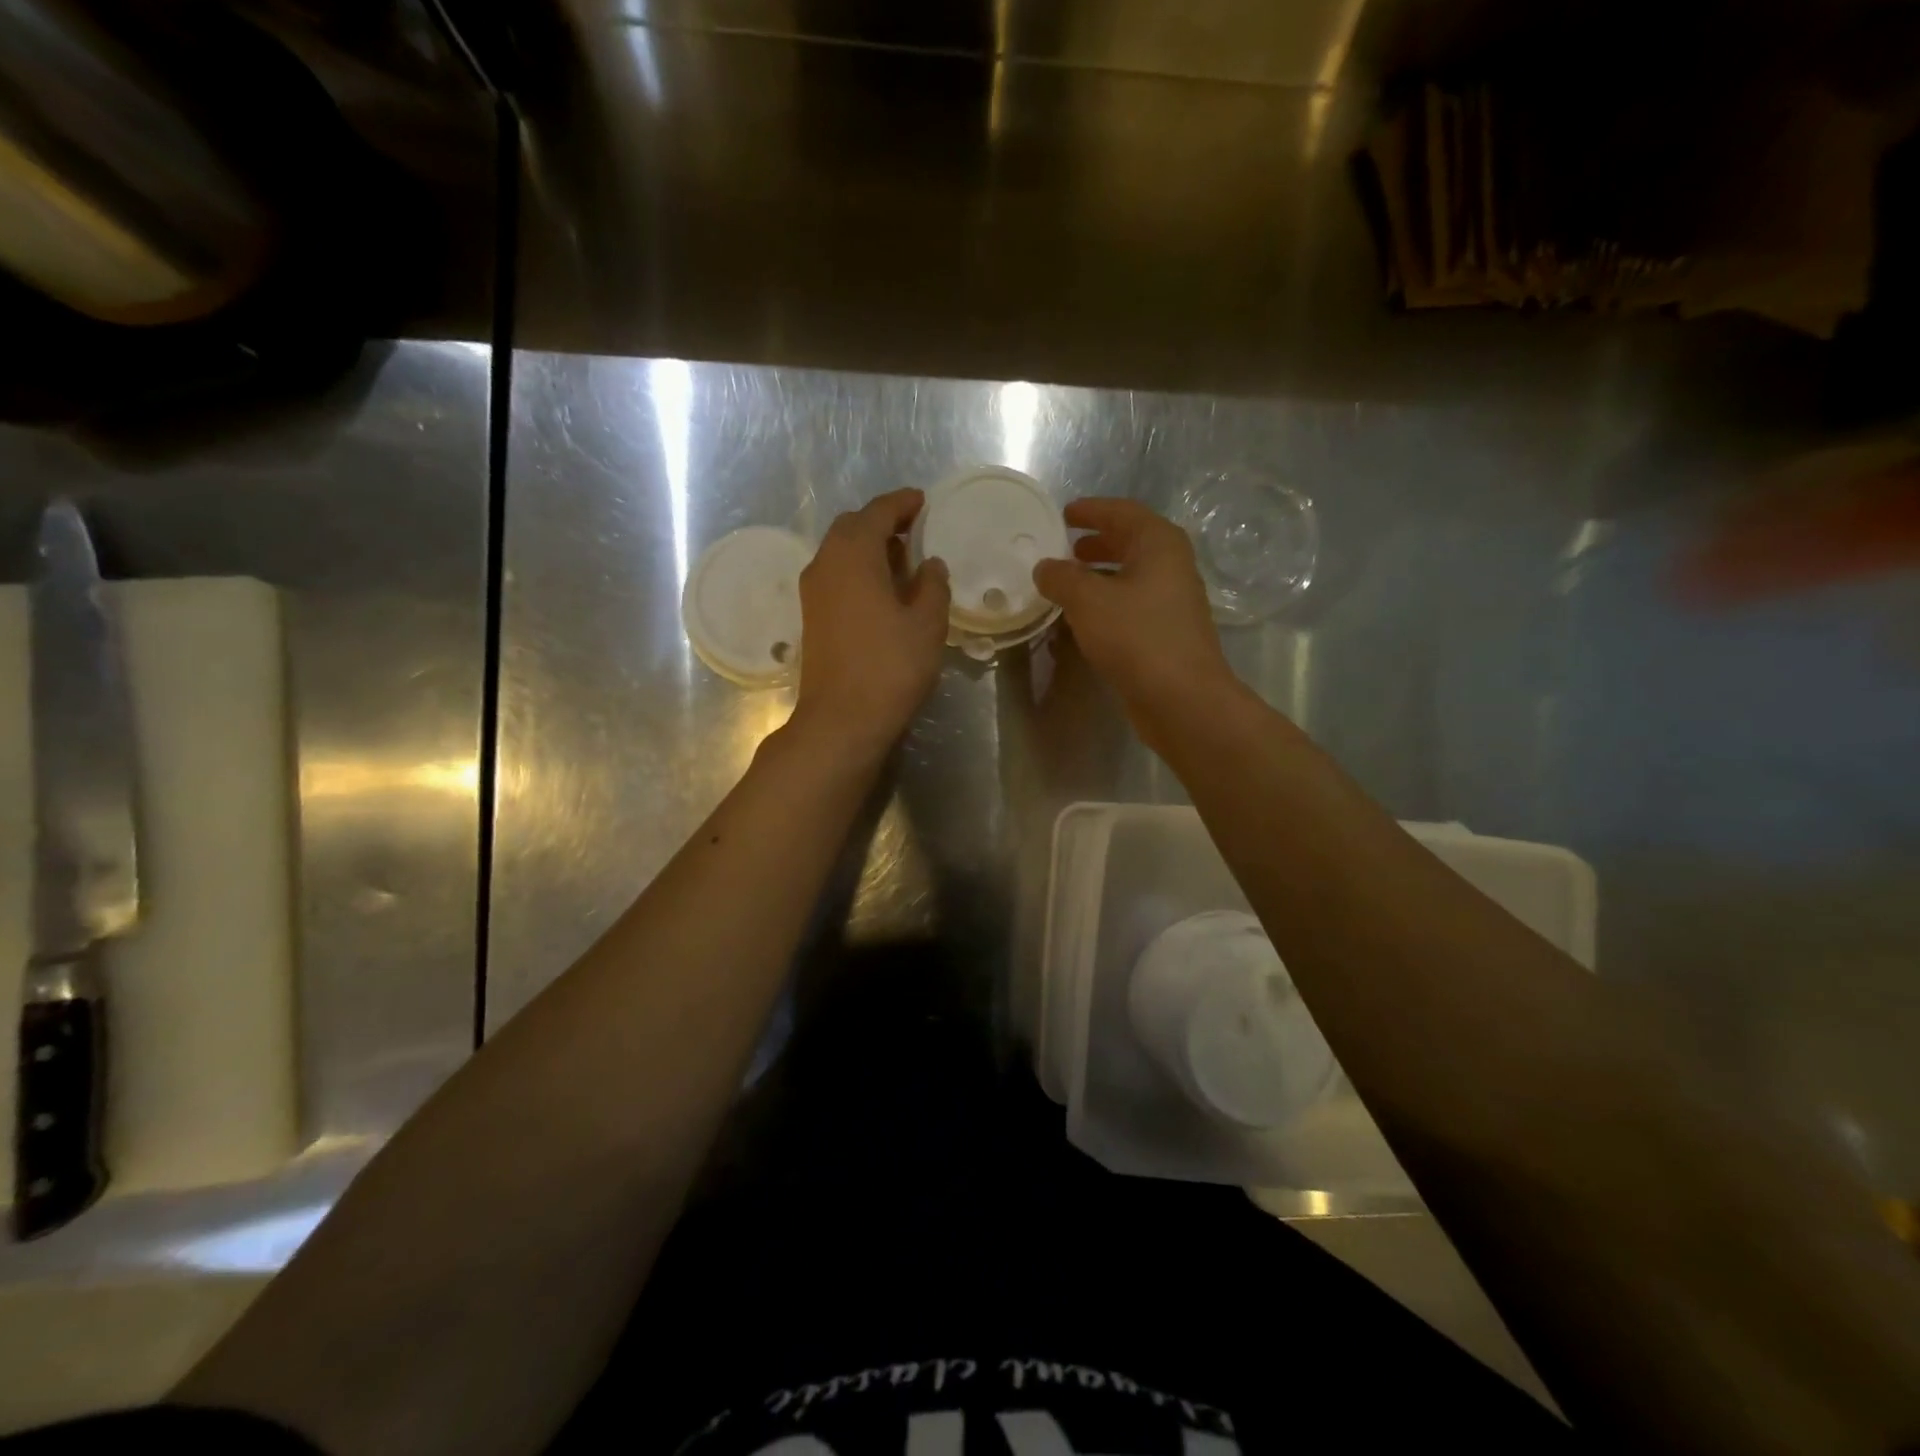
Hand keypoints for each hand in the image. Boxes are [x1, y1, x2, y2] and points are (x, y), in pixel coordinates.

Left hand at [790, 488, 950, 757]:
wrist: (841, 719)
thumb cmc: (890, 666)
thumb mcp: (927, 624)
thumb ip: (932, 585)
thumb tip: (929, 564)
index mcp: (853, 554)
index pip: (877, 512)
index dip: (902, 503)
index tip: (923, 501)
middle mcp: (825, 564)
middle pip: (852, 527)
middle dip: (882, 522)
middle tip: (915, 530)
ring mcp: (813, 592)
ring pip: (840, 552)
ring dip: (869, 547)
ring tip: (904, 560)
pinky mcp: (812, 617)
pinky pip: (836, 576)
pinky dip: (859, 570)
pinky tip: (884, 590)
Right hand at [1033, 498, 1236, 730]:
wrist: (1181, 698)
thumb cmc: (1136, 637)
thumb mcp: (1088, 600)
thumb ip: (1061, 578)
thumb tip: (1044, 567)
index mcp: (1159, 544)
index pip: (1122, 512)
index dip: (1091, 510)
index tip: (1063, 514)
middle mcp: (1171, 566)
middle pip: (1129, 543)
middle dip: (1095, 543)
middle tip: (1063, 548)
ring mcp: (1171, 601)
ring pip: (1129, 576)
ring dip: (1098, 575)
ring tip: (1065, 583)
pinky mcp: (1165, 633)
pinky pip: (1130, 605)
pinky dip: (1105, 603)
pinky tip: (1081, 619)